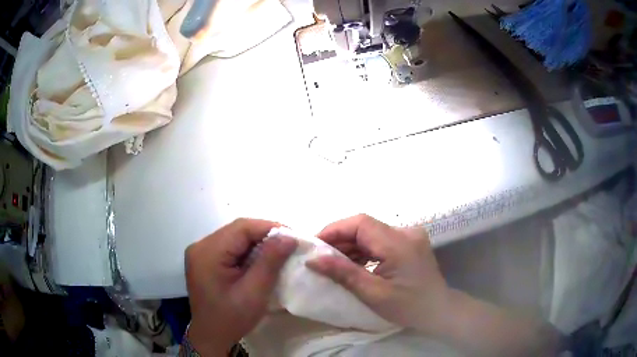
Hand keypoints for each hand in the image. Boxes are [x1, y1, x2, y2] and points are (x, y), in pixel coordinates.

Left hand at [184, 218, 296, 355]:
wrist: (211, 336)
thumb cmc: (232, 318)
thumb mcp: (254, 292)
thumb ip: (270, 261)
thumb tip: (289, 237)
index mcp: (208, 252)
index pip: (241, 228)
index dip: (269, 227)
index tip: (293, 237)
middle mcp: (201, 246)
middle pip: (237, 231)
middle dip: (265, 235)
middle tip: (289, 245)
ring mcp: (201, 253)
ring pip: (235, 238)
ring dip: (257, 243)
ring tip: (279, 252)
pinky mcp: (205, 260)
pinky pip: (230, 248)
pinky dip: (248, 251)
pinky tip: (261, 260)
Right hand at [306, 214, 448, 334]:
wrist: (438, 311)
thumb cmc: (408, 307)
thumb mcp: (373, 294)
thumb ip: (343, 273)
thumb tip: (313, 260)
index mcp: (399, 243)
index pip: (361, 223)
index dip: (334, 230)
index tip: (314, 245)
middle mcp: (405, 232)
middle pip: (365, 226)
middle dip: (339, 239)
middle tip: (319, 256)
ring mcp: (409, 236)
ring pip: (371, 233)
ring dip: (350, 245)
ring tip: (331, 262)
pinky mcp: (408, 243)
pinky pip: (379, 241)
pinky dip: (363, 250)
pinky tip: (351, 264)